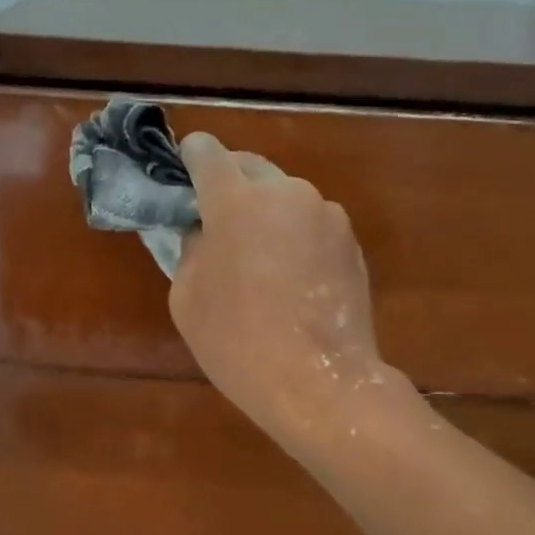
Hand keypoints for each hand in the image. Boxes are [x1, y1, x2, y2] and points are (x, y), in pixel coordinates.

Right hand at [171, 133, 391, 444]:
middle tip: (216, 218)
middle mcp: (285, 193)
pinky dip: (295, 235)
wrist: (318, 381)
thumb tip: (203, 232)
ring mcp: (325, 215)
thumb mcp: (186, 298)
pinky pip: (311, 223)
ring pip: (285, 196)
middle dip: (230, 183)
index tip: (184, 168)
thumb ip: (189, 249)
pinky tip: (291, 276)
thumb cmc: (236, 341)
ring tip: (258, 255)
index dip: (192, 156)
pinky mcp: (350, 241)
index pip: (207, 153)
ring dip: (266, 212)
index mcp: (235, 201)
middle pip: (250, 167)